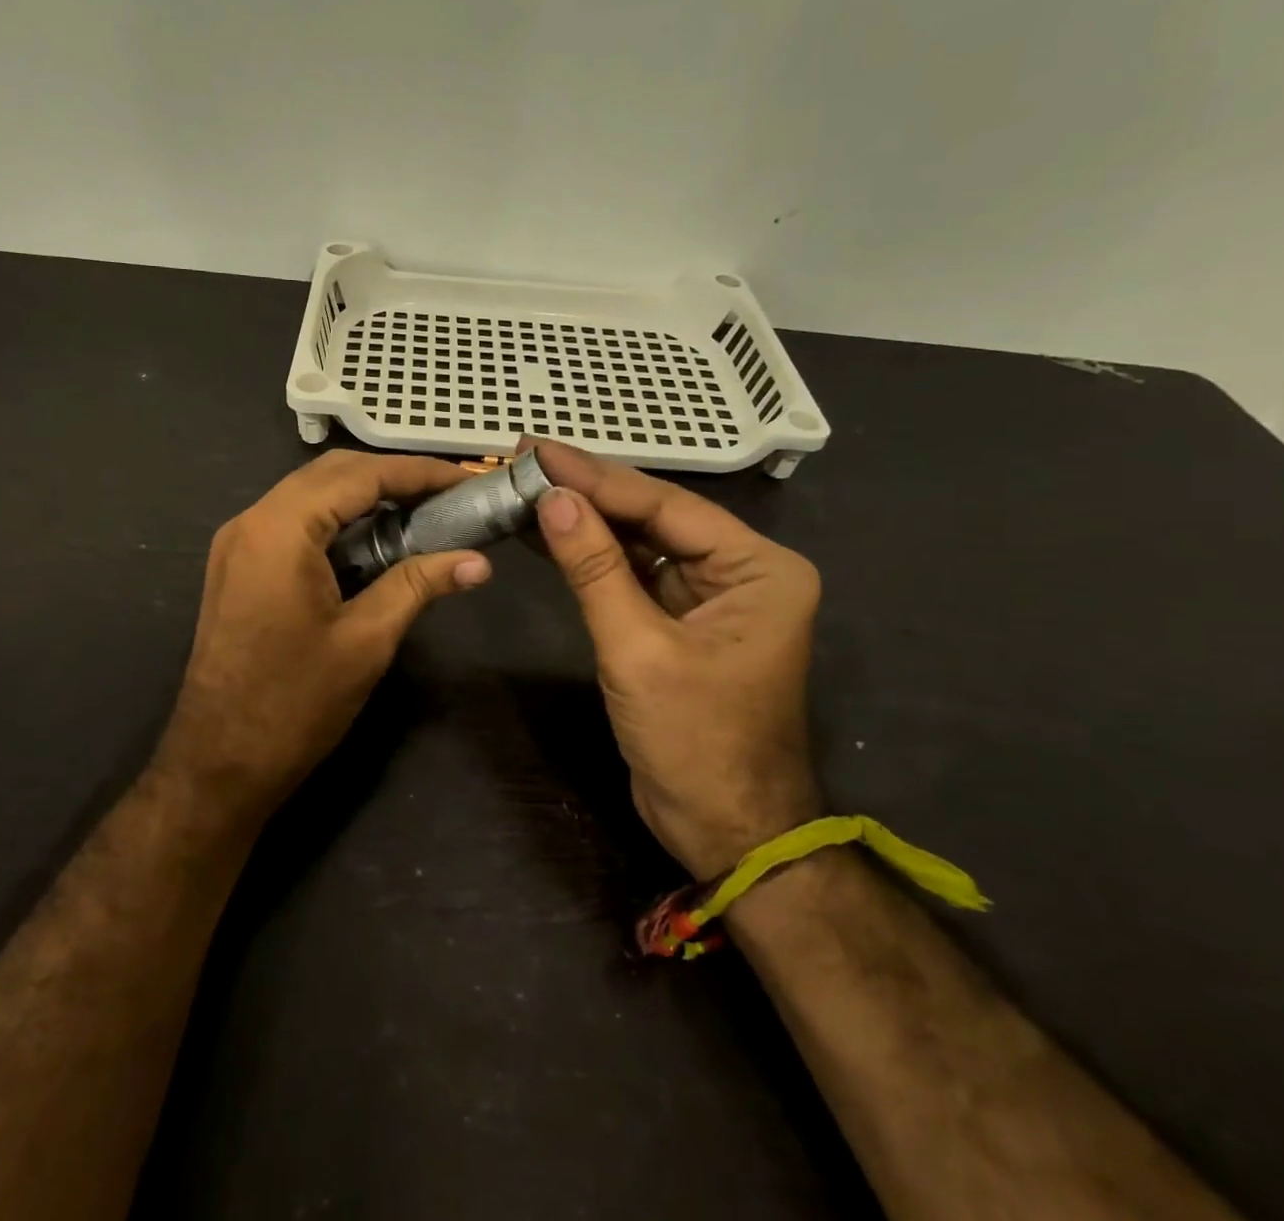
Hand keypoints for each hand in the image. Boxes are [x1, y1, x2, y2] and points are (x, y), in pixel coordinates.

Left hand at [156, 450, 492, 818]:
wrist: (218, 763)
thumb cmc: (294, 704)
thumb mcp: (366, 640)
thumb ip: (418, 585)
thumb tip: (478, 562)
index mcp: (280, 529)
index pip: (359, 476)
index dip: (417, 472)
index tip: (465, 478)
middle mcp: (252, 521)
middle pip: (331, 474)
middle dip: (392, 477)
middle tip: (447, 494)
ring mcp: (239, 543)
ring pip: (310, 494)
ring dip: (364, 496)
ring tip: (421, 511)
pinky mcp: (239, 565)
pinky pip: (294, 521)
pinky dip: (337, 519)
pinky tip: (374, 540)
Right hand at [530, 440, 822, 879]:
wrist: (726, 832)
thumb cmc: (695, 741)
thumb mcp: (638, 650)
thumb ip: (594, 569)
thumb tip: (551, 498)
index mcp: (759, 568)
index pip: (665, 506)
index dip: (597, 477)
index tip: (538, 451)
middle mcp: (740, 571)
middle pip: (652, 518)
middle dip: (587, 491)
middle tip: (525, 457)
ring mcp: (709, 596)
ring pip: (637, 543)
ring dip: (582, 520)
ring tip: (525, 485)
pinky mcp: (678, 621)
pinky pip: (630, 576)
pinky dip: (588, 557)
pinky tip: (545, 532)